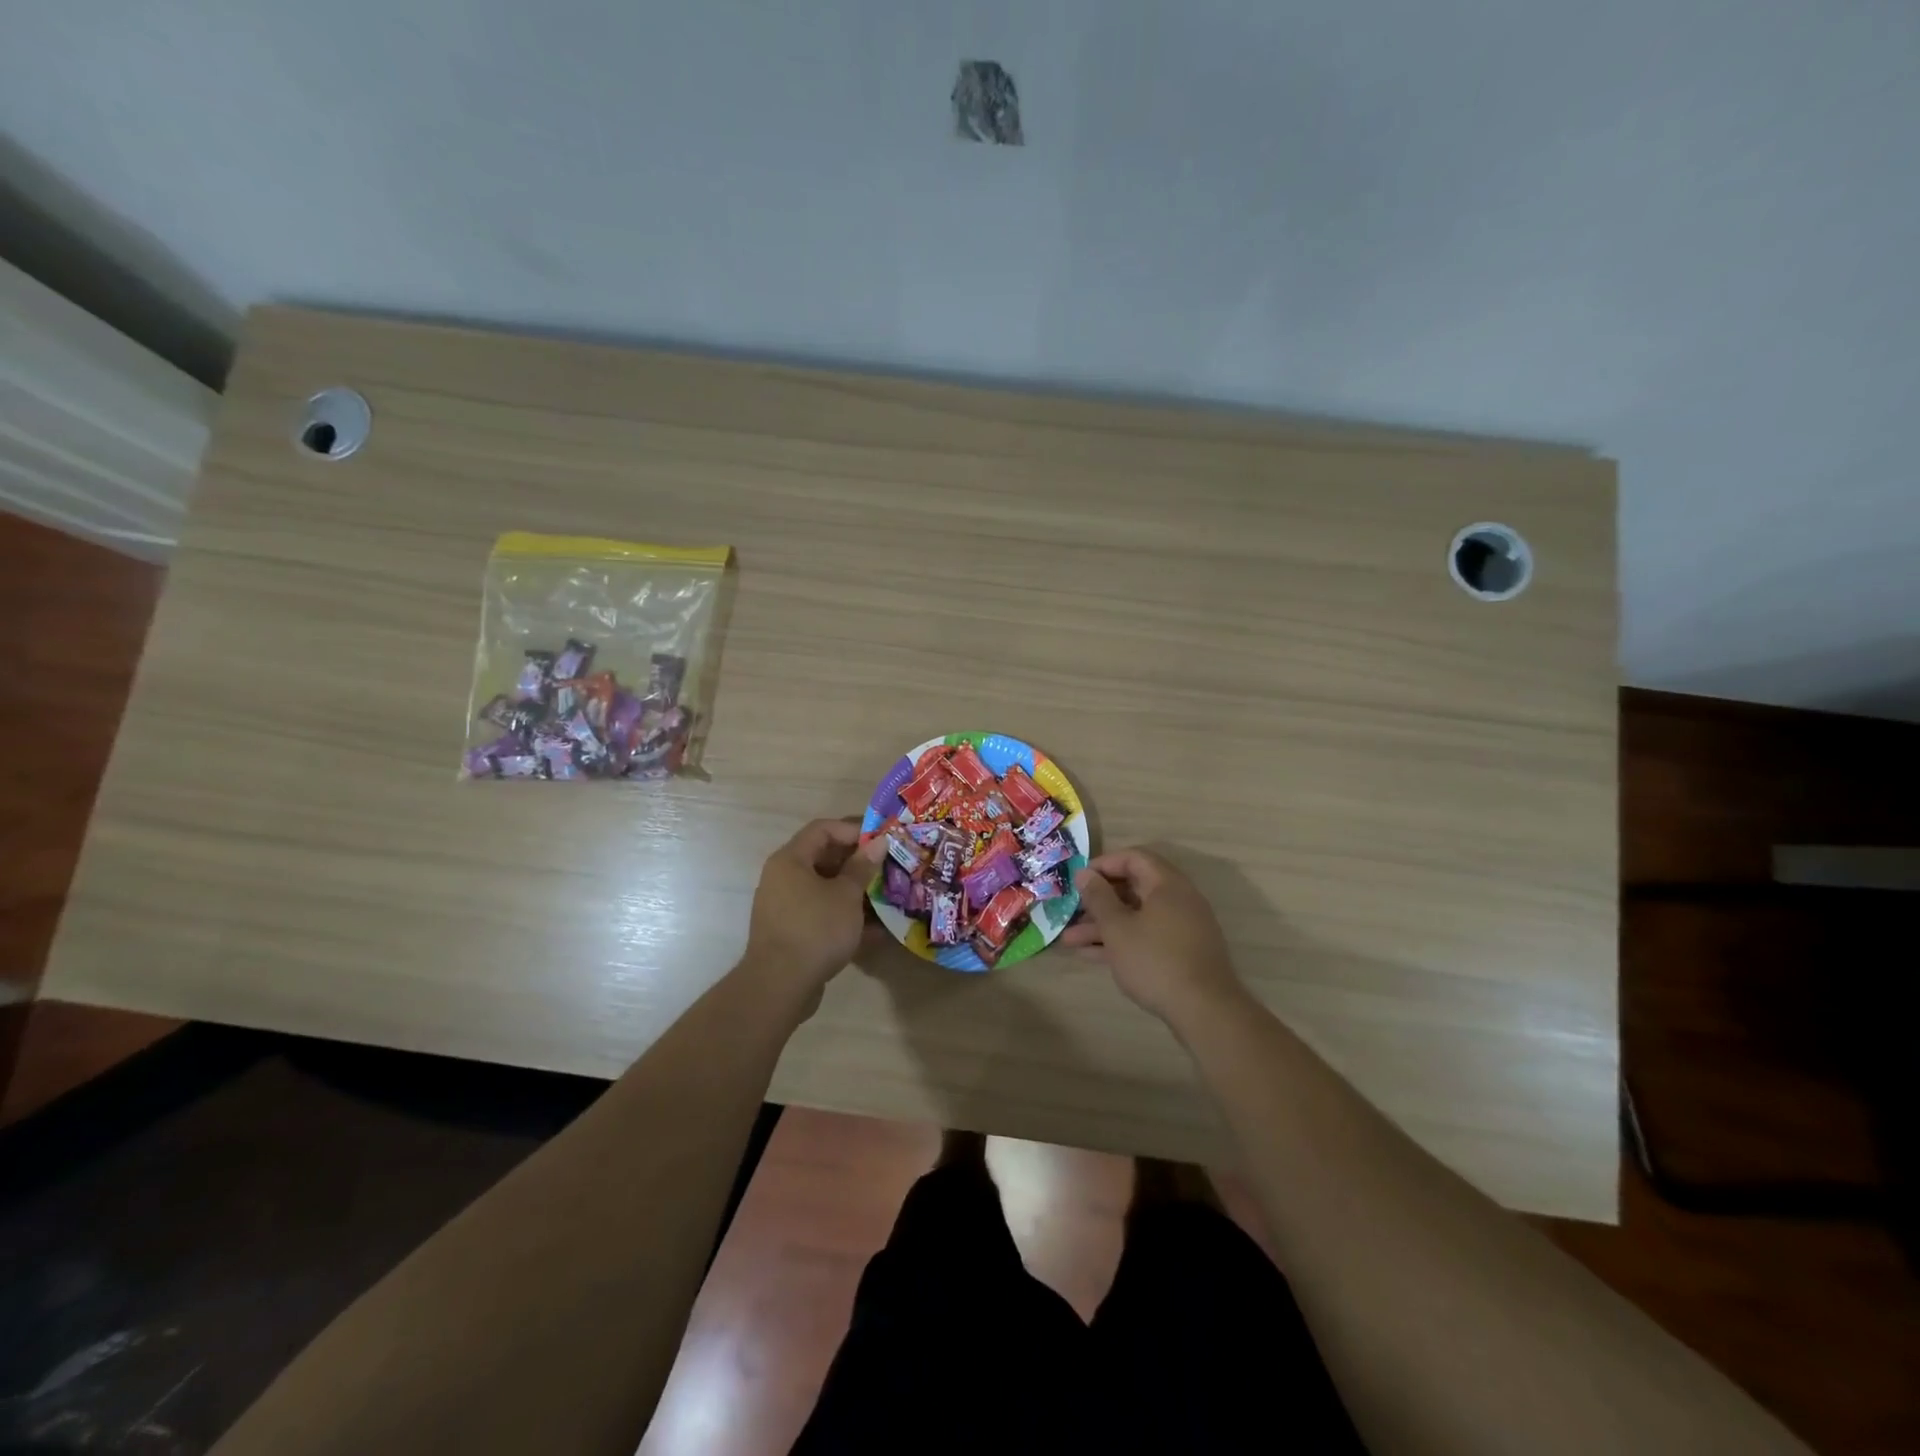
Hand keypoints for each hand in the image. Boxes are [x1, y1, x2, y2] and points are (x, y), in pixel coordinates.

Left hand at [743, 819, 886, 997]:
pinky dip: (844, 916)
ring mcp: (785, 906)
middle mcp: (783, 878)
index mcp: (791, 860)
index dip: (853, 829)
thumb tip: (878, 843)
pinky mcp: (791, 932)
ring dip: (854, 891)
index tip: (880, 840)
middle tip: (887, 867)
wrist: (779, 986)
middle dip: (857, 862)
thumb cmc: (815, 929)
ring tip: (885, 896)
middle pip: (823, 858)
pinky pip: (821, 913)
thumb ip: (862, 867)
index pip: (822, 829)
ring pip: (824, 888)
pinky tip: (875, 930)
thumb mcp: (846, 895)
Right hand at [1062, 849, 1245, 1023]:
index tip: (1079, 879)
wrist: (1204, 1011)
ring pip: (1137, 916)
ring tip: (1070, 941)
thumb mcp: (1117, 928)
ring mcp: (1182, 928)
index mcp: (1167, 884)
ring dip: (1104, 925)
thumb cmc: (1155, 960)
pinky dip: (1122, 941)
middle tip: (1072, 911)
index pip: (1134, 858)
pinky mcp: (1182, 952)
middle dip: (1099, 901)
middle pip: (1133, 888)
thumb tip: (1085, 873)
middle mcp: (1178, 900)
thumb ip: (1098, 898)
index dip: (1104, 864)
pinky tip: (1091, 955)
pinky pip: (1147, 936)